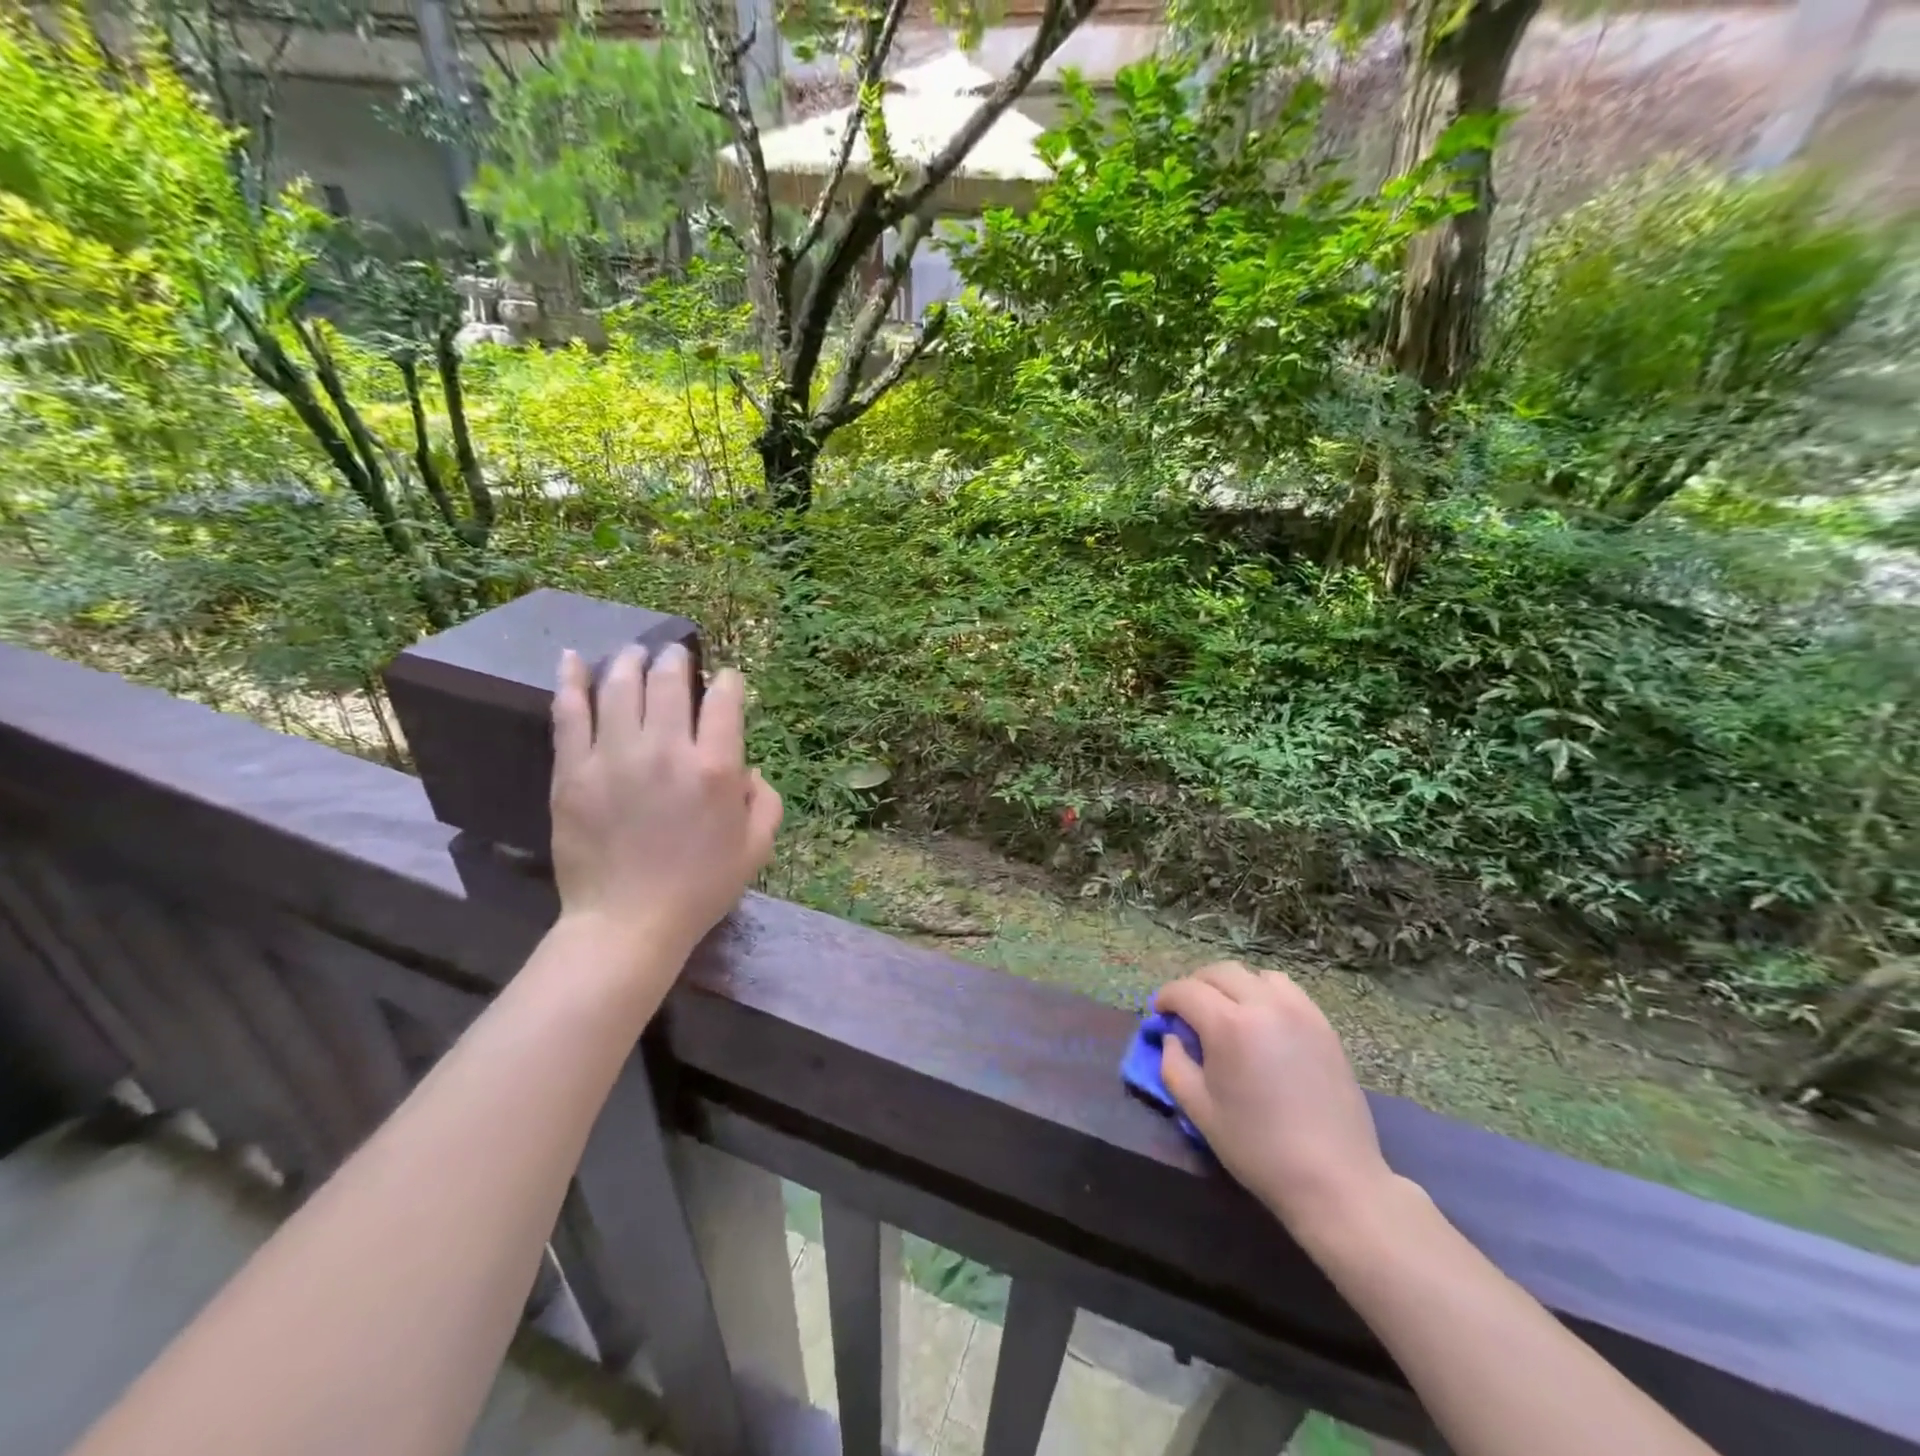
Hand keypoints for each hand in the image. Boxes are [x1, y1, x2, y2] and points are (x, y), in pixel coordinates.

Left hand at [549, 644, 782, 965]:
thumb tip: (748, 769)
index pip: (723, 700)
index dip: (727, 681)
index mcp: (716, 768)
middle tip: (675, 656)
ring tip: (634, 652)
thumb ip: (765, 800)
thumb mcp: (757, 848)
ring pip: (620, 687)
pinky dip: (570, 681)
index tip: (724, 680)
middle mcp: (666, 751)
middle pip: (669, 682)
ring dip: (630, 661)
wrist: (628, 923)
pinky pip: (569, 713)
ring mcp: (614, 757)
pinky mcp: (572, 771)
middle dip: (676, 660)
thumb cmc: (701, 887)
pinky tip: (572, 659)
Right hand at [1156, 963, 1396, 1243]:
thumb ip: (1173, 1064)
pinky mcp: (1323, 1024)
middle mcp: (1263, 1005)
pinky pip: (1286, 989)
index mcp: (1228, 1025)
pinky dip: (1264, 992)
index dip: (1166, 998)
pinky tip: (1262, 1020)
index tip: (1160, 1014)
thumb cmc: (1257, 1148)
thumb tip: (1172, 1037)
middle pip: (1219, 972)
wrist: (1333, 1179)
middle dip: (1195, 985)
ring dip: (1232, 984)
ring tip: (1227, 1011)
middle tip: (1187, 1011)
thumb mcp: (1198, 1110)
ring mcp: (1298, 1011)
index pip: (1186, 990)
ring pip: (1254, 974)